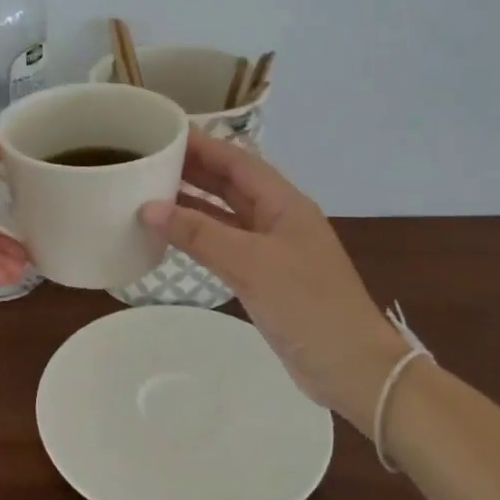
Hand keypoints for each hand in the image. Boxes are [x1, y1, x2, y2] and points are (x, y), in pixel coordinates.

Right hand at [139, 132, 404, 422]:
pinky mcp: (264, 278)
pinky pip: (224, 245)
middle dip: (193, 169)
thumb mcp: (250, 264)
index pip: (237, 161)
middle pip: (231, 184)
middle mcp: (278, 219)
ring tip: (150, 190)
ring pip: (225, 215)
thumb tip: (148, 208)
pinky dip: (199, 236)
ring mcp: (272, 249)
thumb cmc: (307, 305)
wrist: (351, 368)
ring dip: (192, 203)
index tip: (164, 132)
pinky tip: (172, 235)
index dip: (203, 144)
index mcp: (284, 204)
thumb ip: (199, 234)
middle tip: (148, 159)